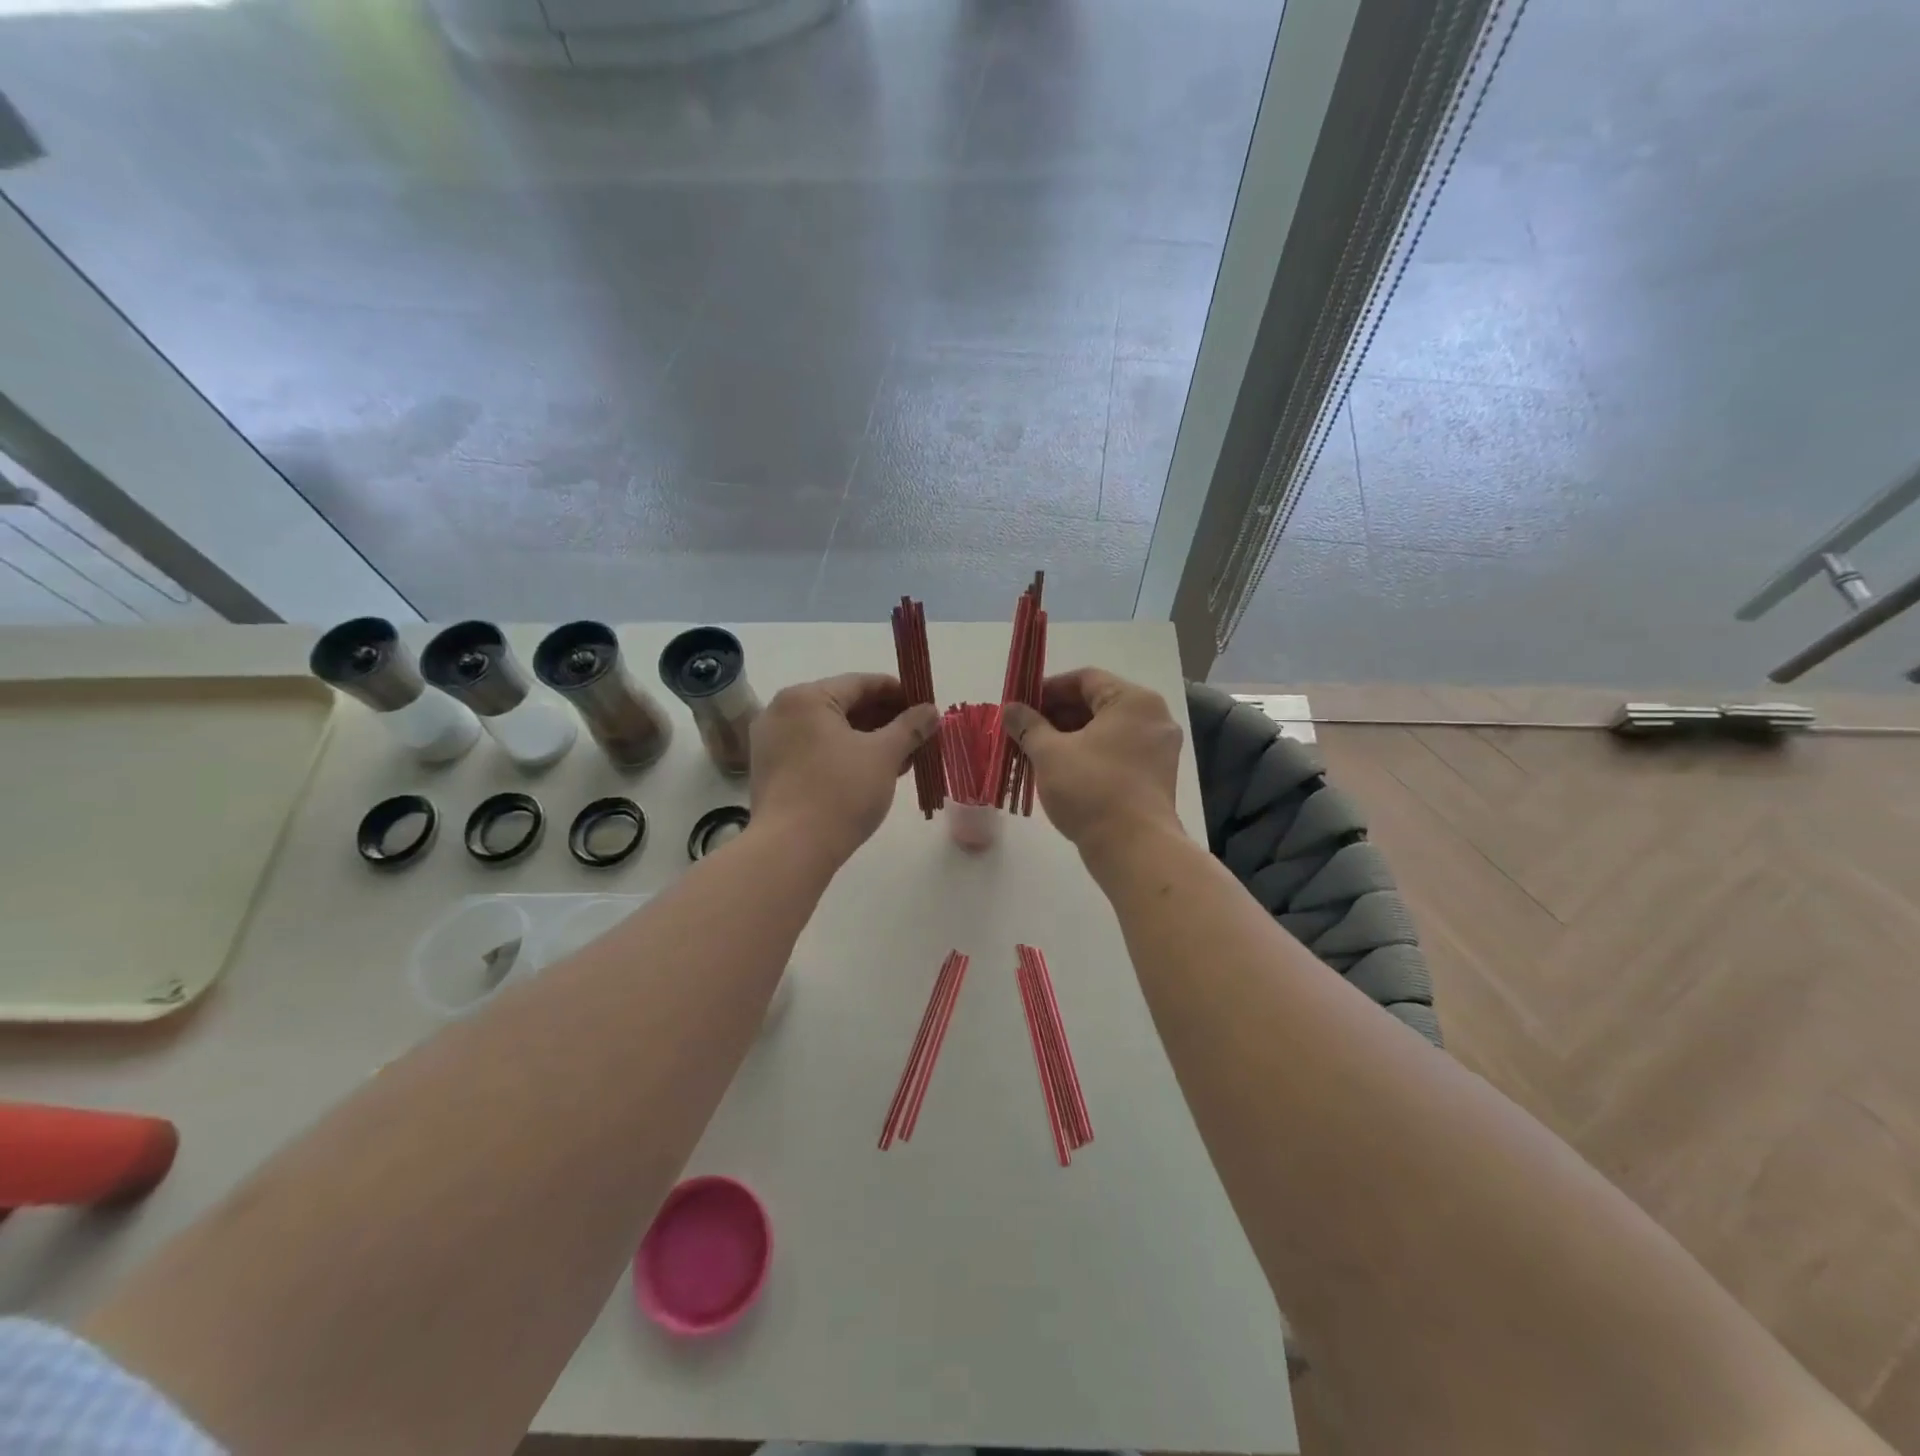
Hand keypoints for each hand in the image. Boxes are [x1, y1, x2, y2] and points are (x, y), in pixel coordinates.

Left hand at [749, 673, 939, 864]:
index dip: (899, 693)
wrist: (791, 850)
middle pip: (844, 706)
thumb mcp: (884, 755)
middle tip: (918, 736)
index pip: (861, 683)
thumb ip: (910, 727)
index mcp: (806, 697)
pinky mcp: (771, 771)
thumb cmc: (840, 792)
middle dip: (885, 721)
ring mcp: (771, 742)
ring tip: (901, 759)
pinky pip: (815, 751)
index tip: (926, 708)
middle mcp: (782, 711)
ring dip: (868, 741)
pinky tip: (872, 773)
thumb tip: (931, 711)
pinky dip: (844, 756)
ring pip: (830, 731)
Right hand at [1002, 668, 1182, 850]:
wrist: (1134, 848)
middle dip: (1056, 715)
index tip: (1020, 706)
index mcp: (1133, 701)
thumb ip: (1028, 725)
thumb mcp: (1049, 753)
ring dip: (1069, 737)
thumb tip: (1010, 709)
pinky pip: (1116, 752)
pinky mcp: (1155, 777)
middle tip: (1024, 731)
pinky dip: (1089, 755)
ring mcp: (1158, 749)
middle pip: (1097, 703)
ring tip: (1036, 753)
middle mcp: (1153, 717)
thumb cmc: (1091, 789)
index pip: (1085, 679)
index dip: (1048, 689)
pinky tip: (1061, 771)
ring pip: (1106, 731)